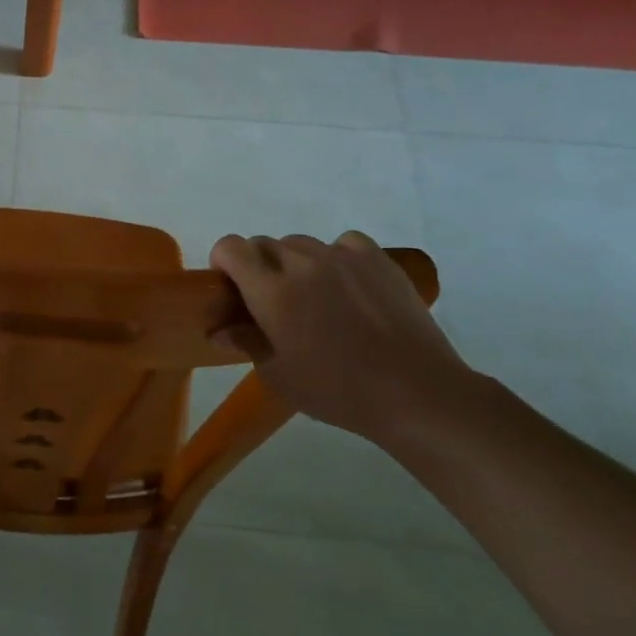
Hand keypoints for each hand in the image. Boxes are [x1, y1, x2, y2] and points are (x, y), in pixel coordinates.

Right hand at [210, 230, 474, 440]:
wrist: (415, 393)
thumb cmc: (337, 391)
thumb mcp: (278, 376)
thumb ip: (247, 343)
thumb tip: (220, 331)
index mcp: (271, 291)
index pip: (231, 247)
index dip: (224, 261)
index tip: (232, 287)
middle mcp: (302, 263)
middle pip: (264, 244)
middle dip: (258, 266)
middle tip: (272, 301)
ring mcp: (342, 257)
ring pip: (301, 243)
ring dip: (295, 262)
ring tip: (314, 296)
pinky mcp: (377, 260)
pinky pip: (343, 243)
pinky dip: (335, 256)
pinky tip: (345, 284)